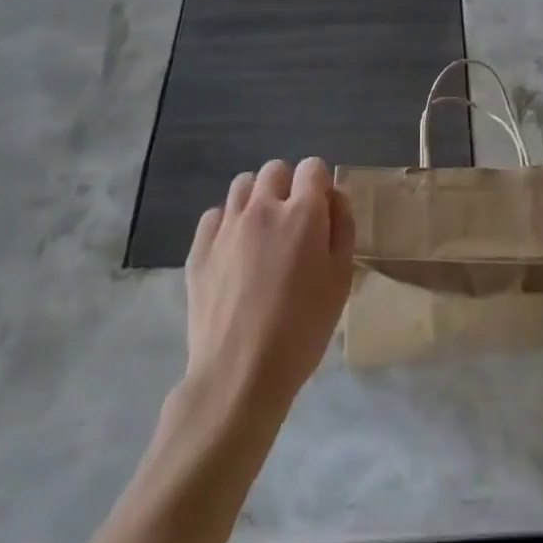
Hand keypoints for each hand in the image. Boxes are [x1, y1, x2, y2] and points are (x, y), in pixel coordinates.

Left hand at [184, 158, 354, 423]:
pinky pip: (215, 215)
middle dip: (287, 187)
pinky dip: (227, 224)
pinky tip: (234, 253)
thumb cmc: (301, 330)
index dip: (319, 184)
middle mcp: (263, 208)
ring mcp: (227, 226)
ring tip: (261, 233)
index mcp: (302, 212)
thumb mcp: (341, 280)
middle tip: (292, 224)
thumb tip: (333, 198)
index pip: (312, 167)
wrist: (239, 376)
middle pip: (275, 170)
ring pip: (242, 185)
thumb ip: (342, 228)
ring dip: (257, 199)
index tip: (321, 212)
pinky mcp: (199, 249)